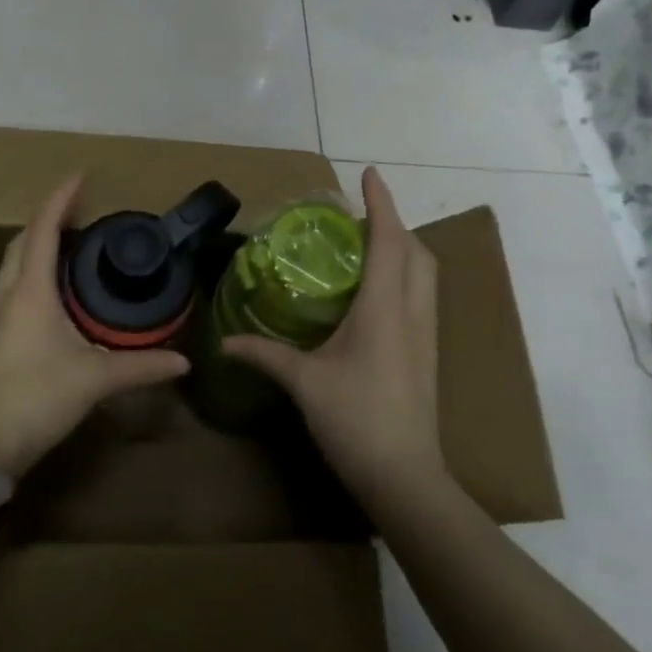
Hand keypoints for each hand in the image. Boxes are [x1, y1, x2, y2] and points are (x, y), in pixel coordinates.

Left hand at [0, 174, 188, 475]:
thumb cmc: (37, 398)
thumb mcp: (95, 379)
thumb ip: (142, 366)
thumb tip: (184, 361)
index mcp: (30, 290)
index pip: (43, 229)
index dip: (61, 198)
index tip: (81, 176)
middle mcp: (7, 293)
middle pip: (23, 240)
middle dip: (49, 219)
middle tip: (82, 214)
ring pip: (13, 262)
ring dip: (38, 245)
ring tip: (72, 246)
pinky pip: (11, 284)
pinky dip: (32, 271)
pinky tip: (54, 292)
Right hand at [222, 167, 441, 507]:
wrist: (405, 477)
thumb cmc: (356, 421)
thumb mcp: (304, 383)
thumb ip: (264, 355)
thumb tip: (224, 344)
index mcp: (384, 309)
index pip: (388, 241)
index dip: (381, 203)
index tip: (369, 173)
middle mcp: (411, 313)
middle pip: (416, 251)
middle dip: (394, 223)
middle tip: (360, 215)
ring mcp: (426, 335)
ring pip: (425, 274)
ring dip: (403, 248)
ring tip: (369, 244)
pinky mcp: (427, 355)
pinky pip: (422, 296)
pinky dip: (404, 275)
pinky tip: (377, 292)